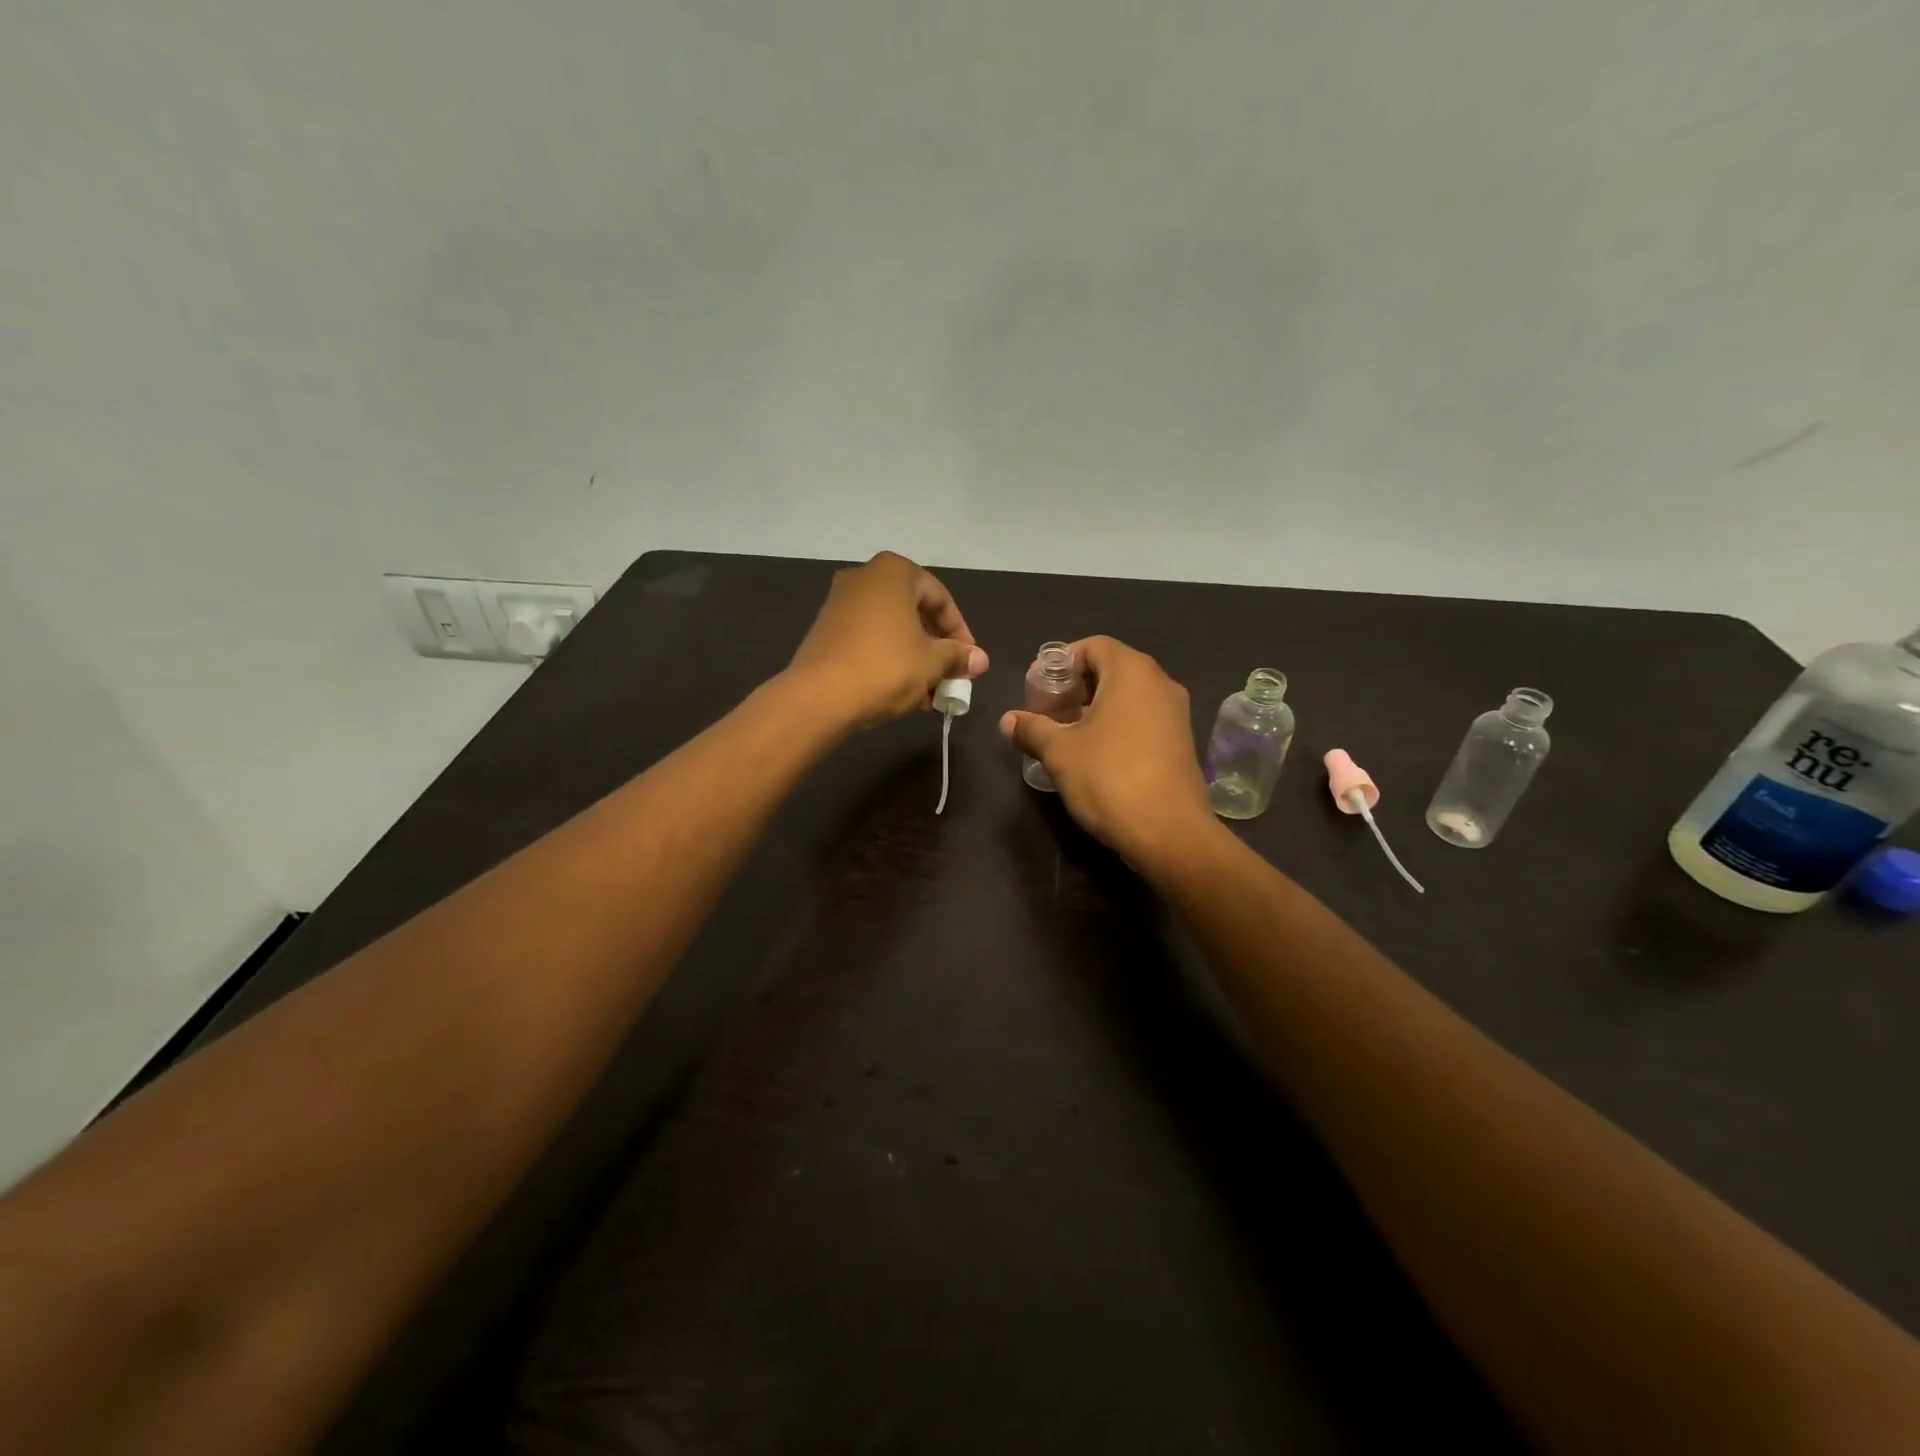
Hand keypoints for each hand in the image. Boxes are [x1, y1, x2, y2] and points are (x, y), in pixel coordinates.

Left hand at [786, 552, 988, 729]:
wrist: (819, 697)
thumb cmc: (885, 667)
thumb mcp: (932, 662)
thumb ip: (957, 656)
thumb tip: (980, 659)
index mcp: (893, 572)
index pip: (939, 597)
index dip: (960, 631)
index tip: (970, 660)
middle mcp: (864, 578)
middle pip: (914, 612)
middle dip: (936, 648)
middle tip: (951, 676)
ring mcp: (839, 603)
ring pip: (891, 630)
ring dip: (915, 659)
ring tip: (930, 694)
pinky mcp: (825, 631)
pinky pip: (868, 640)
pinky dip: (889, 660)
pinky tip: (902, 693)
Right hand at [998, 636, 1216, 867]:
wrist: (1169, 832)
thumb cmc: (1109, 777)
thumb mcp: (1059, 752)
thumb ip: (1032, 729)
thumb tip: (1008, 720)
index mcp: (1132, 672)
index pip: (1093, 646)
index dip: (1060, 662)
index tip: (1037, 687)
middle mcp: (1160, 684)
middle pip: (1110, 670)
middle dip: (1074, 688)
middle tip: (1045, 713)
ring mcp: (1175, 715)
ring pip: (1127, 698)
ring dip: (1093, 710)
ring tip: (1063, 737)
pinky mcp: (1180, 744)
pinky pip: (1142, 720)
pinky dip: (1115, 727)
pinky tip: (1092, 756)